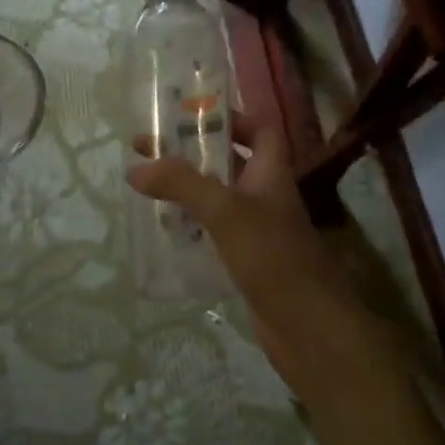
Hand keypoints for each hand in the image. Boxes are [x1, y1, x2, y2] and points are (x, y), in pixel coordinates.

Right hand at [127, 113, 361, 403]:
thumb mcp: (225, 211)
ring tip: (149, 187)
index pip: (260, 130)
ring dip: (189, 190)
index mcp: (271, 173)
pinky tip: (165, 231)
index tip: (190, 117)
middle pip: (232, 162)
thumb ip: (182, 184)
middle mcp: (266, 196)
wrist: (308, 327)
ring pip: (220, 199)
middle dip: (194, 153)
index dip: (232, 117)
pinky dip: (192, 226)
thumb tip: (136, 167)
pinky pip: (215, 233)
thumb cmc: (273, 257)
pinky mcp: (247, 262)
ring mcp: (258, 231)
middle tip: (151, 150)